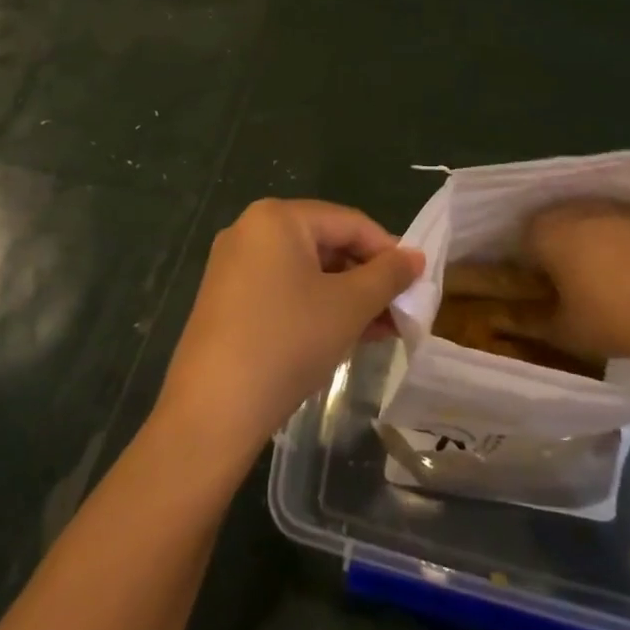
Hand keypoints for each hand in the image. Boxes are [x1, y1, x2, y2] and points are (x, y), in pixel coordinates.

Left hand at [155, 199, 423, 461]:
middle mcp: (250, 230)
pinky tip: (345, 336)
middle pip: (327, 244)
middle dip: (368, 278)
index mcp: (277, 217)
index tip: (416, 281)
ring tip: (382, 329)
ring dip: (347, 297)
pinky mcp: (226, 300)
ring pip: (307, 271)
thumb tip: (415, 257)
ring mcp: (234, 266)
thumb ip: (388, 275)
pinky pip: (284, 290)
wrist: (213, 412)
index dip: (389, 250)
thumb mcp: (349, 306)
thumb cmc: (288, 342)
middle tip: (401, 310)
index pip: (349, 222)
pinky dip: (317, 307)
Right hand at [521, 199, 629, 363]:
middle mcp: (577, 208)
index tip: (543, 287)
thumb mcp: (564, 331)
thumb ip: (534, 320)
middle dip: (560, 246)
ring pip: (592, 220)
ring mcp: (616, 207)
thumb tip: (515, 318)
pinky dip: (625, 240)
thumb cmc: (613, 319)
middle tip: (572, 282)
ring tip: (608, 276)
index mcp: (548, 231)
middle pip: (557, 223)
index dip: (530, 263)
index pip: (524, 238)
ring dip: (592, 240)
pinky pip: (625, 224)